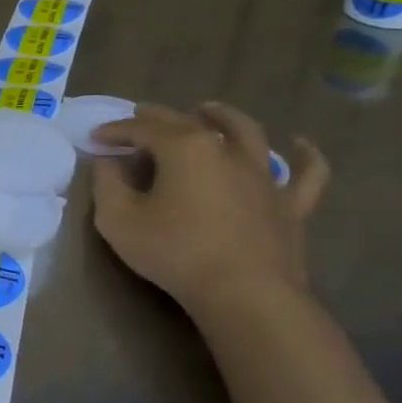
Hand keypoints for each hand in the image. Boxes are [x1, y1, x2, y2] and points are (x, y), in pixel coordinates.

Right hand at [89, 102, 328, 312]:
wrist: (244, 292)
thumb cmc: (174, 252)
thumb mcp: (118, 220)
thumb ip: (107, 184)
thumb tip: (106, 162)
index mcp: (184, 148)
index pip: (142, 129)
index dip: (116, 130)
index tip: (96, 138)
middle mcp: (226, 150)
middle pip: (188, 122)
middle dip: (158, 117)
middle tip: (139, 115)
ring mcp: (263, 175)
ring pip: (246, 133)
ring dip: (224, 116)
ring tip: (208, 110)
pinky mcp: (289, 204)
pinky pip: (306, 173)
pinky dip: (305, 155)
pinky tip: (300, 144)